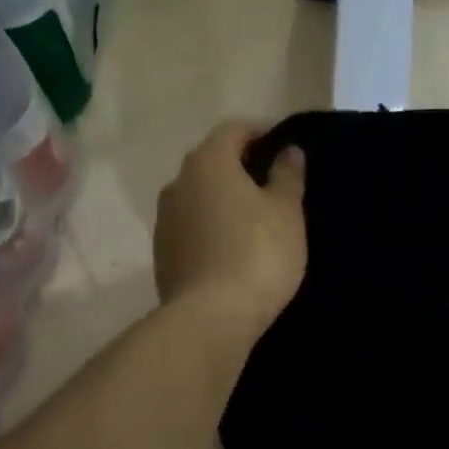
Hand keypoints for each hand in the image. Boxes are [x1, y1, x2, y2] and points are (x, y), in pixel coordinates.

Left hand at [155, 121, 307, 335]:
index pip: (233, 130)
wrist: (210, 317)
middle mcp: (177, 183)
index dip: (259, 133)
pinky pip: (189, 229)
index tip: (281, 148)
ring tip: (251, 222)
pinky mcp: (161, 254)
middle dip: (239, 168)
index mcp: (208, 162)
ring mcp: (164, 220)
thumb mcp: (286, 212)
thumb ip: (288, 175)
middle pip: (211, 163)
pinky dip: (208, 229)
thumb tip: (288, 151)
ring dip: (221, 201)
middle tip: (270, 187)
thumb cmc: (257, 254)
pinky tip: (229, 250)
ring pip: (197, 197)